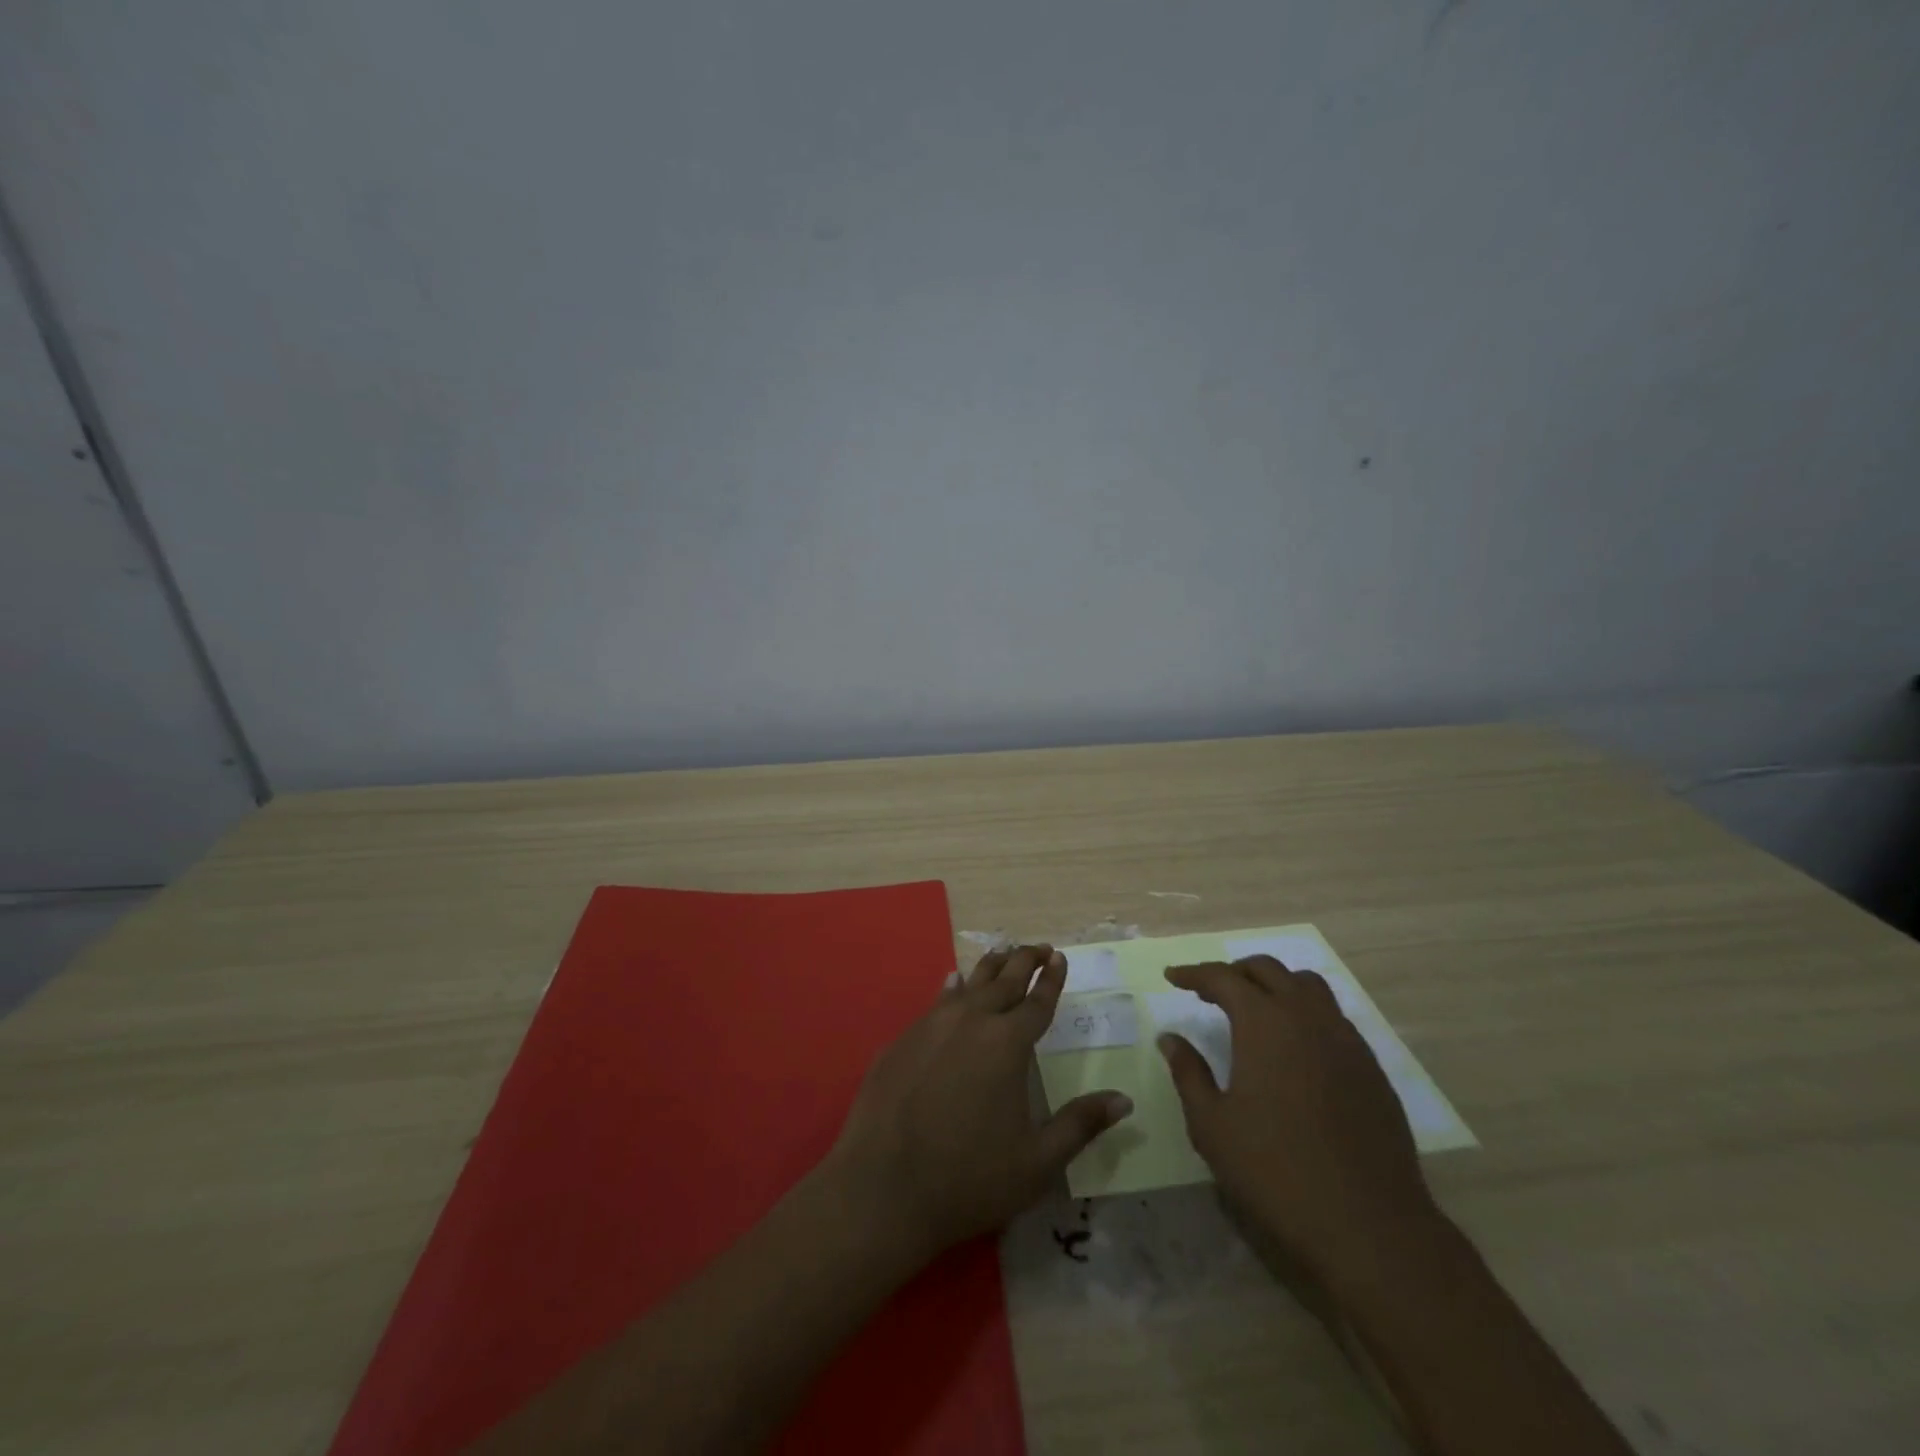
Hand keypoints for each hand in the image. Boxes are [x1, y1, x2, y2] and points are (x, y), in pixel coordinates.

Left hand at [823, 945, 1133, 1264]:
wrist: (882, 1187)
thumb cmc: (968, 1179)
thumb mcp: (1037, 1162)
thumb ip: (1081, 1125)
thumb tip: (1123, 1099)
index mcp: (1007, 1045)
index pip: (1037, 1002)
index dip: (1052, 979)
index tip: (1060, 957)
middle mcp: (972, 1022)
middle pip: (1004, 981)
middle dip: (1025, 960)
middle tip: (1039, 947)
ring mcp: (932, 1025)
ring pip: (969, 983)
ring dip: (991, 967)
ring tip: (1004, 954)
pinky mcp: (903, 1038)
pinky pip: (937, 1001)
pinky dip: (954, 987)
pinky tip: (954, 981)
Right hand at [1158, 957, 1439, 1280]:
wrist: (1369, 1225)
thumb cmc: (1275, 1171)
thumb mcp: (1212, 1125)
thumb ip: (1188, 1073)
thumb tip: (1170, 1039)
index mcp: (1264, 1023)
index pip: (1223, 978)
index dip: (1194, 973)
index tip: (1172, 977)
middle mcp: (1307, 1017)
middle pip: (1268, 970)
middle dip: (1235, 972)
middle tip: (1209, 991)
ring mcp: (1346, 1040)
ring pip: (1308, 987)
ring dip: (1275, 985)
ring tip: (1255, 1010)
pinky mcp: (1371, 1068)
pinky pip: (1334, 1018)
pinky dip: (1305, 1014)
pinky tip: (1295, 1049)